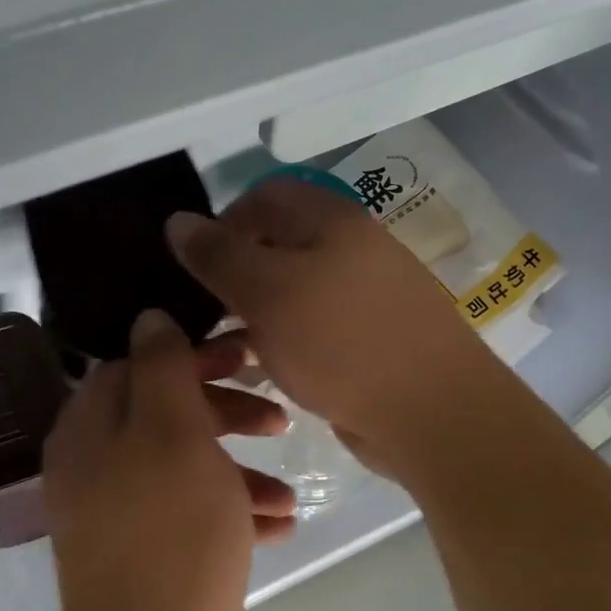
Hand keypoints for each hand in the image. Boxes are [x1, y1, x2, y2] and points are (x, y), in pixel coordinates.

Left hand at [42, 311, 293, 610]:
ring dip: (236, 468)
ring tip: (286, 488)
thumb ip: (162, 368)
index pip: (136, 365)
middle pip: (163, 413)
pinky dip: (230, 510)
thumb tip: (149, 318)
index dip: (192, 356)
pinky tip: (278, 524)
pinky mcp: (145, 554)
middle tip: (277, 417)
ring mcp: (117, 513)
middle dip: (224, 411)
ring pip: (183, 465)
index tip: (247, 357)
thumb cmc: (169, 536)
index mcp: (88, 429)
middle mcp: (93, 465)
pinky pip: (189, 512)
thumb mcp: (173, 434)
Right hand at [166, 176, 489, 484]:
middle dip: (235, 273)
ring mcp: (364, 294)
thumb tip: (177, 221)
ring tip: (224, 348)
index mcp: (331, 220)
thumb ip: (218, 255)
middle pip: (278, 243)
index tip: (195, 267)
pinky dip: (282, 339)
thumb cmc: (340, 342)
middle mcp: (352, 247)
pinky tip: (262, 369)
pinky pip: (312, 325)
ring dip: (254, 312)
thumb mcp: (266, 293)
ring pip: (292, 289)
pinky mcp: (368, 337)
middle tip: (205, 312)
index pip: (264, 195)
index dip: (223, 222)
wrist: (432, 415)